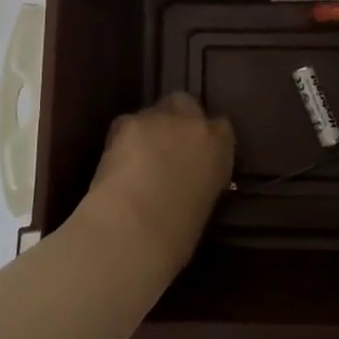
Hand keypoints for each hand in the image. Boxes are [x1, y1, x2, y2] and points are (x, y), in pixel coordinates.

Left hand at [78, 93, 234, 272]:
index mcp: (220, 146)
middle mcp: (193, 123)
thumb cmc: (177, 234)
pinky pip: (127, 124)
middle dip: (177, 119)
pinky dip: (123, 139)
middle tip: (165, 146)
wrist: (136, 227)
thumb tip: (188, 179)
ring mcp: (159, 118)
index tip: (196, 154)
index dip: (206, 138)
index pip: (221, 127)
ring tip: (136, 159)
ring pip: (154, 112)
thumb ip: (200, 179)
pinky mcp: (126, 121)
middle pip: (187, 104)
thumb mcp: (204, 204)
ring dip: (149, 129)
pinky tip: (117, 162)